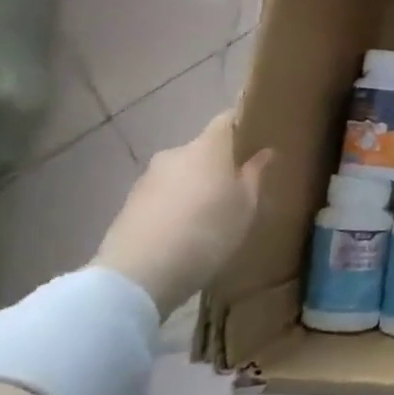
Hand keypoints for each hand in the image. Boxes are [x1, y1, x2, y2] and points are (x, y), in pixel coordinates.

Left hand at [94, 111, 271, 314]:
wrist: (138, 274)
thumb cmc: (207, 232)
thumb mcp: (245, 207)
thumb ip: (255, 175)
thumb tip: (263, 152)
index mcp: (208, 147)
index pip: (227, 120)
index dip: (243, 126)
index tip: (257, 141)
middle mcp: (176, 153)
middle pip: (203, 150)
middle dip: (219, 164)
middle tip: (237, 189)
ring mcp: (148, 178)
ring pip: (182, 173)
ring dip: (195, 187)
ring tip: (209, 216)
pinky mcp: (129, 204)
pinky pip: (163, 196)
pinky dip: (175, 206)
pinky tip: (184, 232)